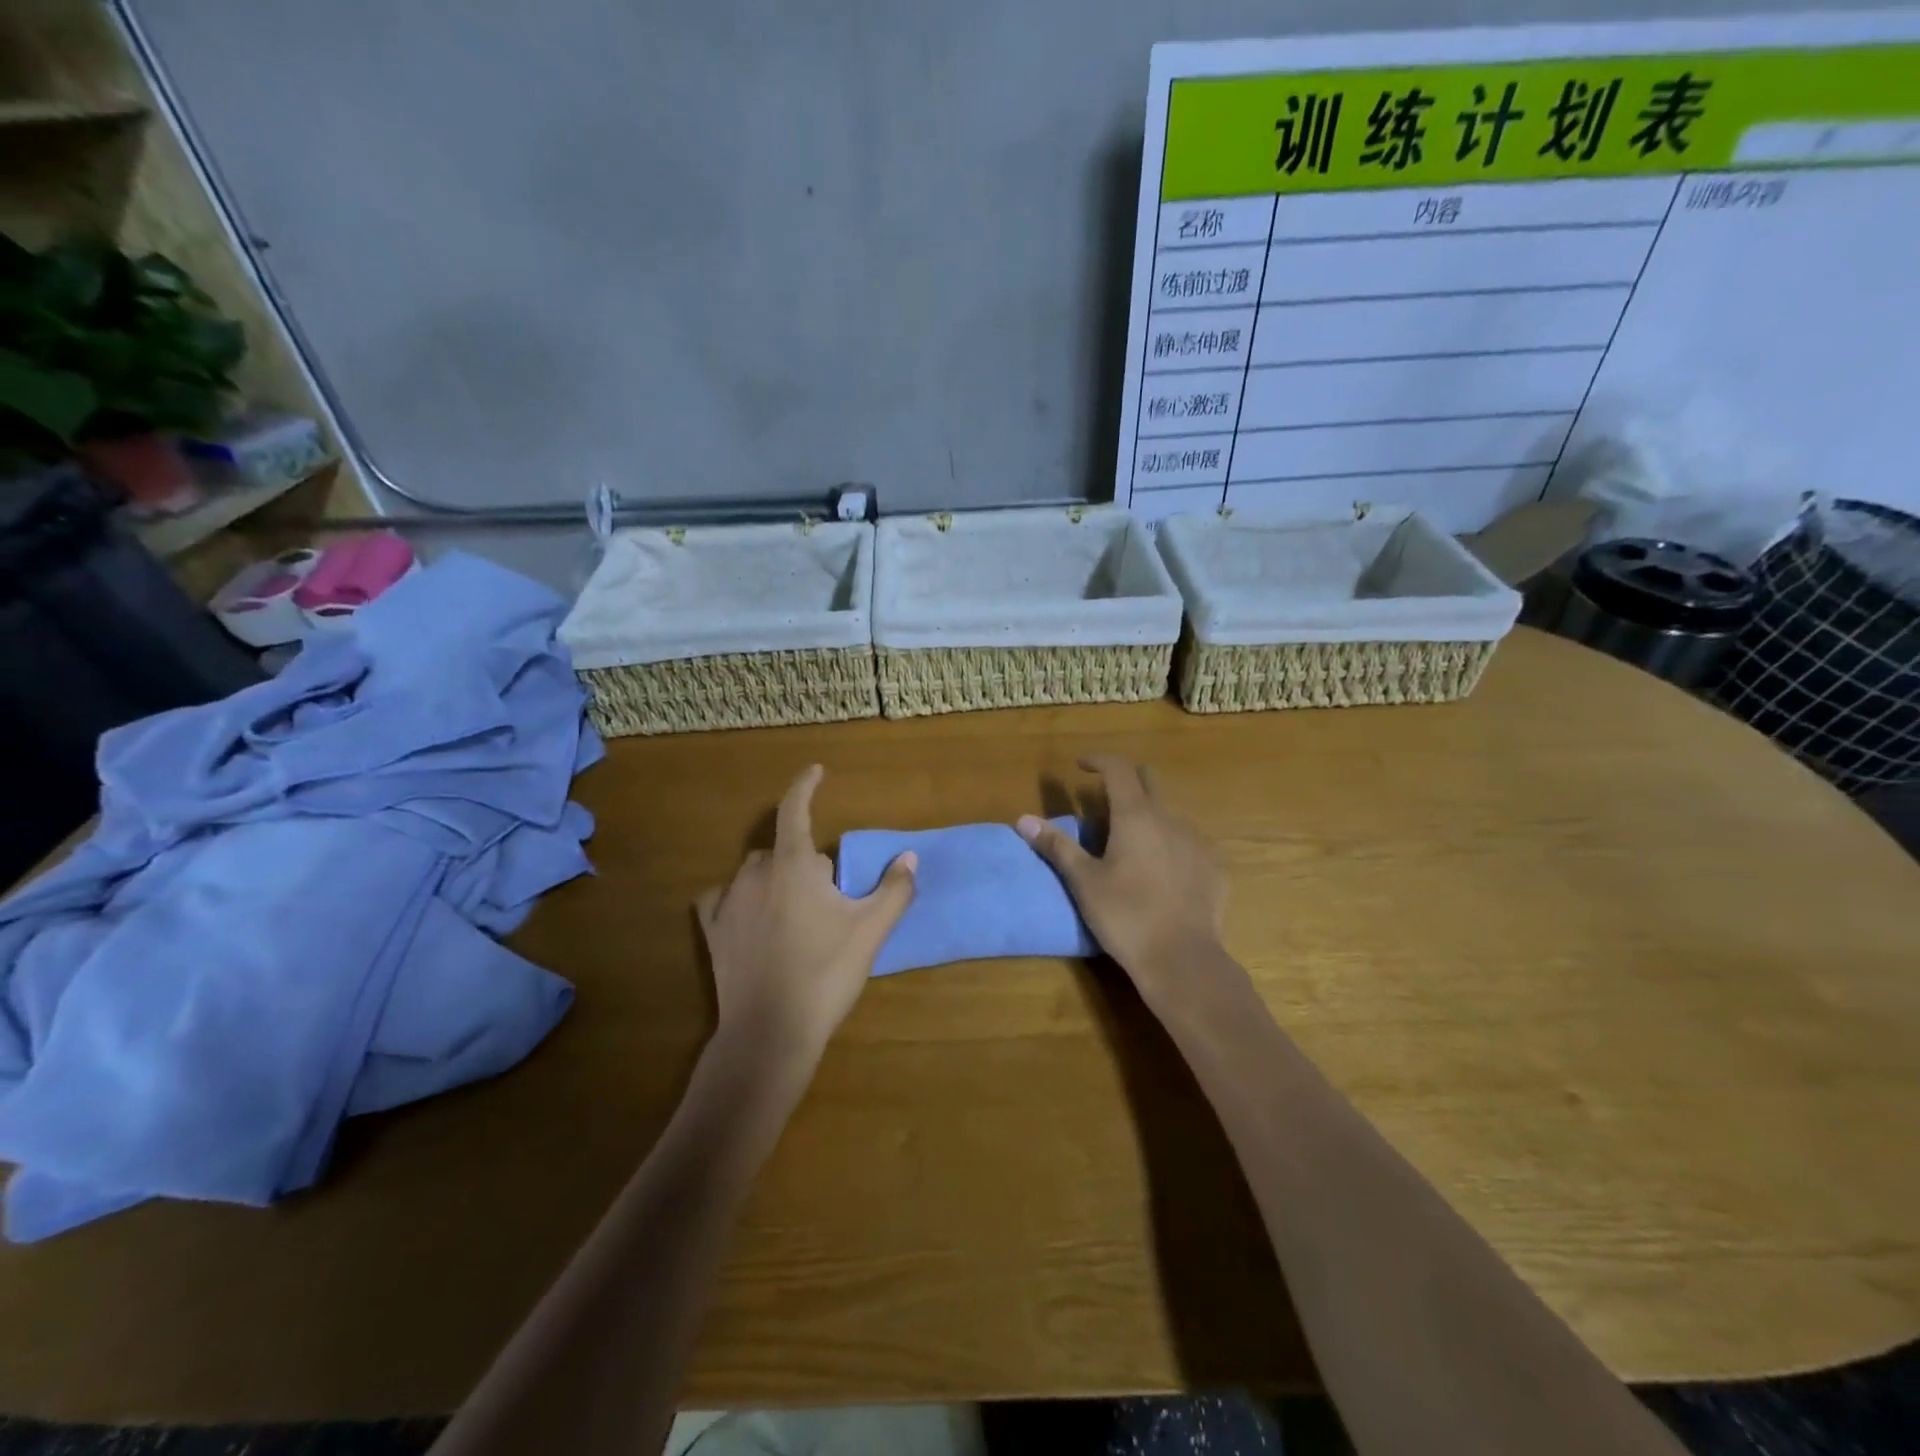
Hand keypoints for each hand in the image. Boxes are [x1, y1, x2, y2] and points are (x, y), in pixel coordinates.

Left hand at [696, 766, 916, 1061]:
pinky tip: (749, 917)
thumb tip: (909, 857)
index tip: (816, 771)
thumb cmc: (825, 973)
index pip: (794, 810)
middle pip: (782, 849)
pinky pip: (721, 898)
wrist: (770, 1031)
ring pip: (753, 872)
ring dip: (774, 878)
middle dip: (805, 861)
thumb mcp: (871, 931)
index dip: (805, 786)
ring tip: (795, 911)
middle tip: (828, 896)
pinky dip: (738, 898)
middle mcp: (755, 874)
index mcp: (793, 866)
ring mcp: (727, 902)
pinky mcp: (712, 931)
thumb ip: (894, 889)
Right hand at [1017, 756, 1227, 1002]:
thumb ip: (1056, 846)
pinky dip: (1170, 843)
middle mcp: (1170, 818)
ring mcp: (1197, 841)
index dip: (1098, 760)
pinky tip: (1161, 871)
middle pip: (1149, 780)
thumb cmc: (1126, 916)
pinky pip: (1189, 841)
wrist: (1183, 960)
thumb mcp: (1084, 882)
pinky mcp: (1215, 866)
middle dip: (1126, 779)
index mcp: (1136, 816)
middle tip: (1103, 799)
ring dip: (1148, 815)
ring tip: (1130, 843)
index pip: (1118, 768)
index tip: (1081, 766)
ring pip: (1170, 812)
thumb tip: (1023, 819)